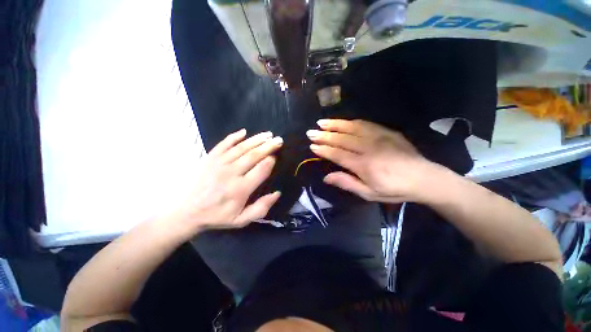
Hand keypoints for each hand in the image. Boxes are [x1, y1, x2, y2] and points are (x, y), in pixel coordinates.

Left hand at [174, 129, 282, 233]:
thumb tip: (277, 193)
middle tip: (279, 140)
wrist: (188, 212)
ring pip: (241, 147)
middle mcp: (231, 173)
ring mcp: (219, 163)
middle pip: (253, 155)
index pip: (261, 170)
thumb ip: (261, 208)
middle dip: (268, 146)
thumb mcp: (241, 220)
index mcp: (240, 189)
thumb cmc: (218, 215)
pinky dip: (234, 137)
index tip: (276, 156)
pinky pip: (224, 144)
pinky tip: (243, 132)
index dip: (271, 161)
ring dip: (256, 139)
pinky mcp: (210, 158)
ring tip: (268, 134)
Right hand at [307, 119, 440, 202]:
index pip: (337, 154)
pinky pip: (365, 124)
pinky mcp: (386, 131)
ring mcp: (378, 137)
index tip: (312, 146)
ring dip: (335, 124)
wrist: (424, 177)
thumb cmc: (394, 189)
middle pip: (341, 139)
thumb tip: (326, 178)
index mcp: (364, 165)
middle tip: (311, 132)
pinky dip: (350, 122)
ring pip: (351, 128)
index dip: (323, 150)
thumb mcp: (369, 193)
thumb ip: (347, 183)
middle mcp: (368, 148)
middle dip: (324, 135)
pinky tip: (342, 121)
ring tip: (322, 122)